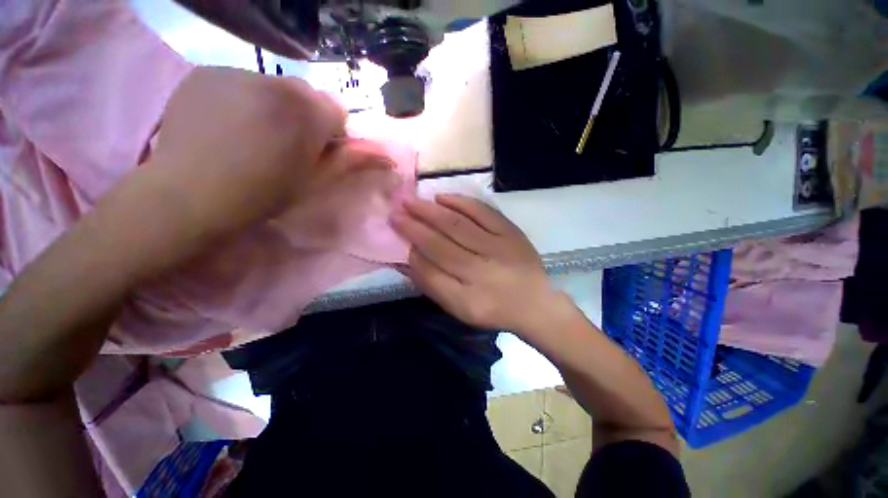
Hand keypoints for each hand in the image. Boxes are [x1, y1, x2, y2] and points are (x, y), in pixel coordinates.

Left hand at [148, 66, 345, 243]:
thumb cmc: (263, 195)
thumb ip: (351, 161)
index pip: (337, 109)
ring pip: (274, 85)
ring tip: (252, 135)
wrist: (189, 195)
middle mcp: (275, 82)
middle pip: (306, 93)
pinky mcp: (207, 72)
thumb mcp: (316, 182)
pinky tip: (226, 123)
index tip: (316, 151)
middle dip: (304, 116)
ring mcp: (236, 72)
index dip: (331, 132)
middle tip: (284, 145)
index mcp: (307, 113)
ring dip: (274, 106)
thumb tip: (387, 156)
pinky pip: (241, 81)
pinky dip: (243, 98)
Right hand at [391, 195, 558, 331]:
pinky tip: (442, 197)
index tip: (395, 234)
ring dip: (431, 211)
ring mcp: (498, 247)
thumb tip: (409, 258)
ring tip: (411, 201)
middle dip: (413, 226)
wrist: (535, 303)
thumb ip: (433, 285)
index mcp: (467, 298)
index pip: (429, 270)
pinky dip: (460, 202)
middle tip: (395, 211)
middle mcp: (481, 270)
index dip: (410, 250)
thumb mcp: (460, 309)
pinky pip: (482, 212)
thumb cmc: (493, 309)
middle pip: (440, 244)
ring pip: (457, 224)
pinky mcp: (511, 232)